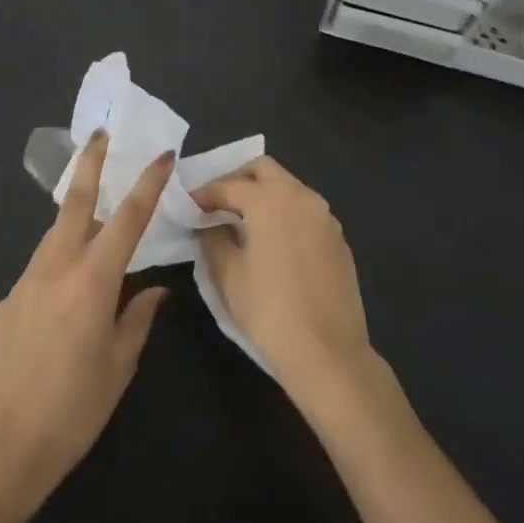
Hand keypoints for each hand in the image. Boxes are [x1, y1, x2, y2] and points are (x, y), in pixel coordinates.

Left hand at [0, 132, 170, 509]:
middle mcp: (55, 268)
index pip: (127, 219)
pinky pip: (41, 267)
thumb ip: (138, 319)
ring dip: (77, 215)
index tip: (162, 156)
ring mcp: (24, 282)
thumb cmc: (71, 412)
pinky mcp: (6, 301)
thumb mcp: (117, 367)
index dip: (147, 184)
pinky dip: (60, 259)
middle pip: (74, 202)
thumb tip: (154, 289)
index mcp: (91, 283)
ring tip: (97, 213)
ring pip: (55, 233)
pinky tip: (69, 289)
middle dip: (90, 164)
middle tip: (101, 134)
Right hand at [192, 157, 372, 398]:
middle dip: (236, 180)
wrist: (328, 353)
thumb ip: (212, 238)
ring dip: (262, 194)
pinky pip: (304, 210)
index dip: (202, 194)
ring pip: (287, 187)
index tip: (186, 205)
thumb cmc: (269, 310)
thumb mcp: (228, 274)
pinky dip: (283, 213)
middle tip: (215, 203)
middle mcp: (300, 196)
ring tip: (240, 221)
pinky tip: (270, 241)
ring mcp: (324, 216)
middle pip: (263, 170)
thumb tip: (208, 225)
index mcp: (270, 199)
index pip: (227, 185)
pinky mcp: (337, 238)